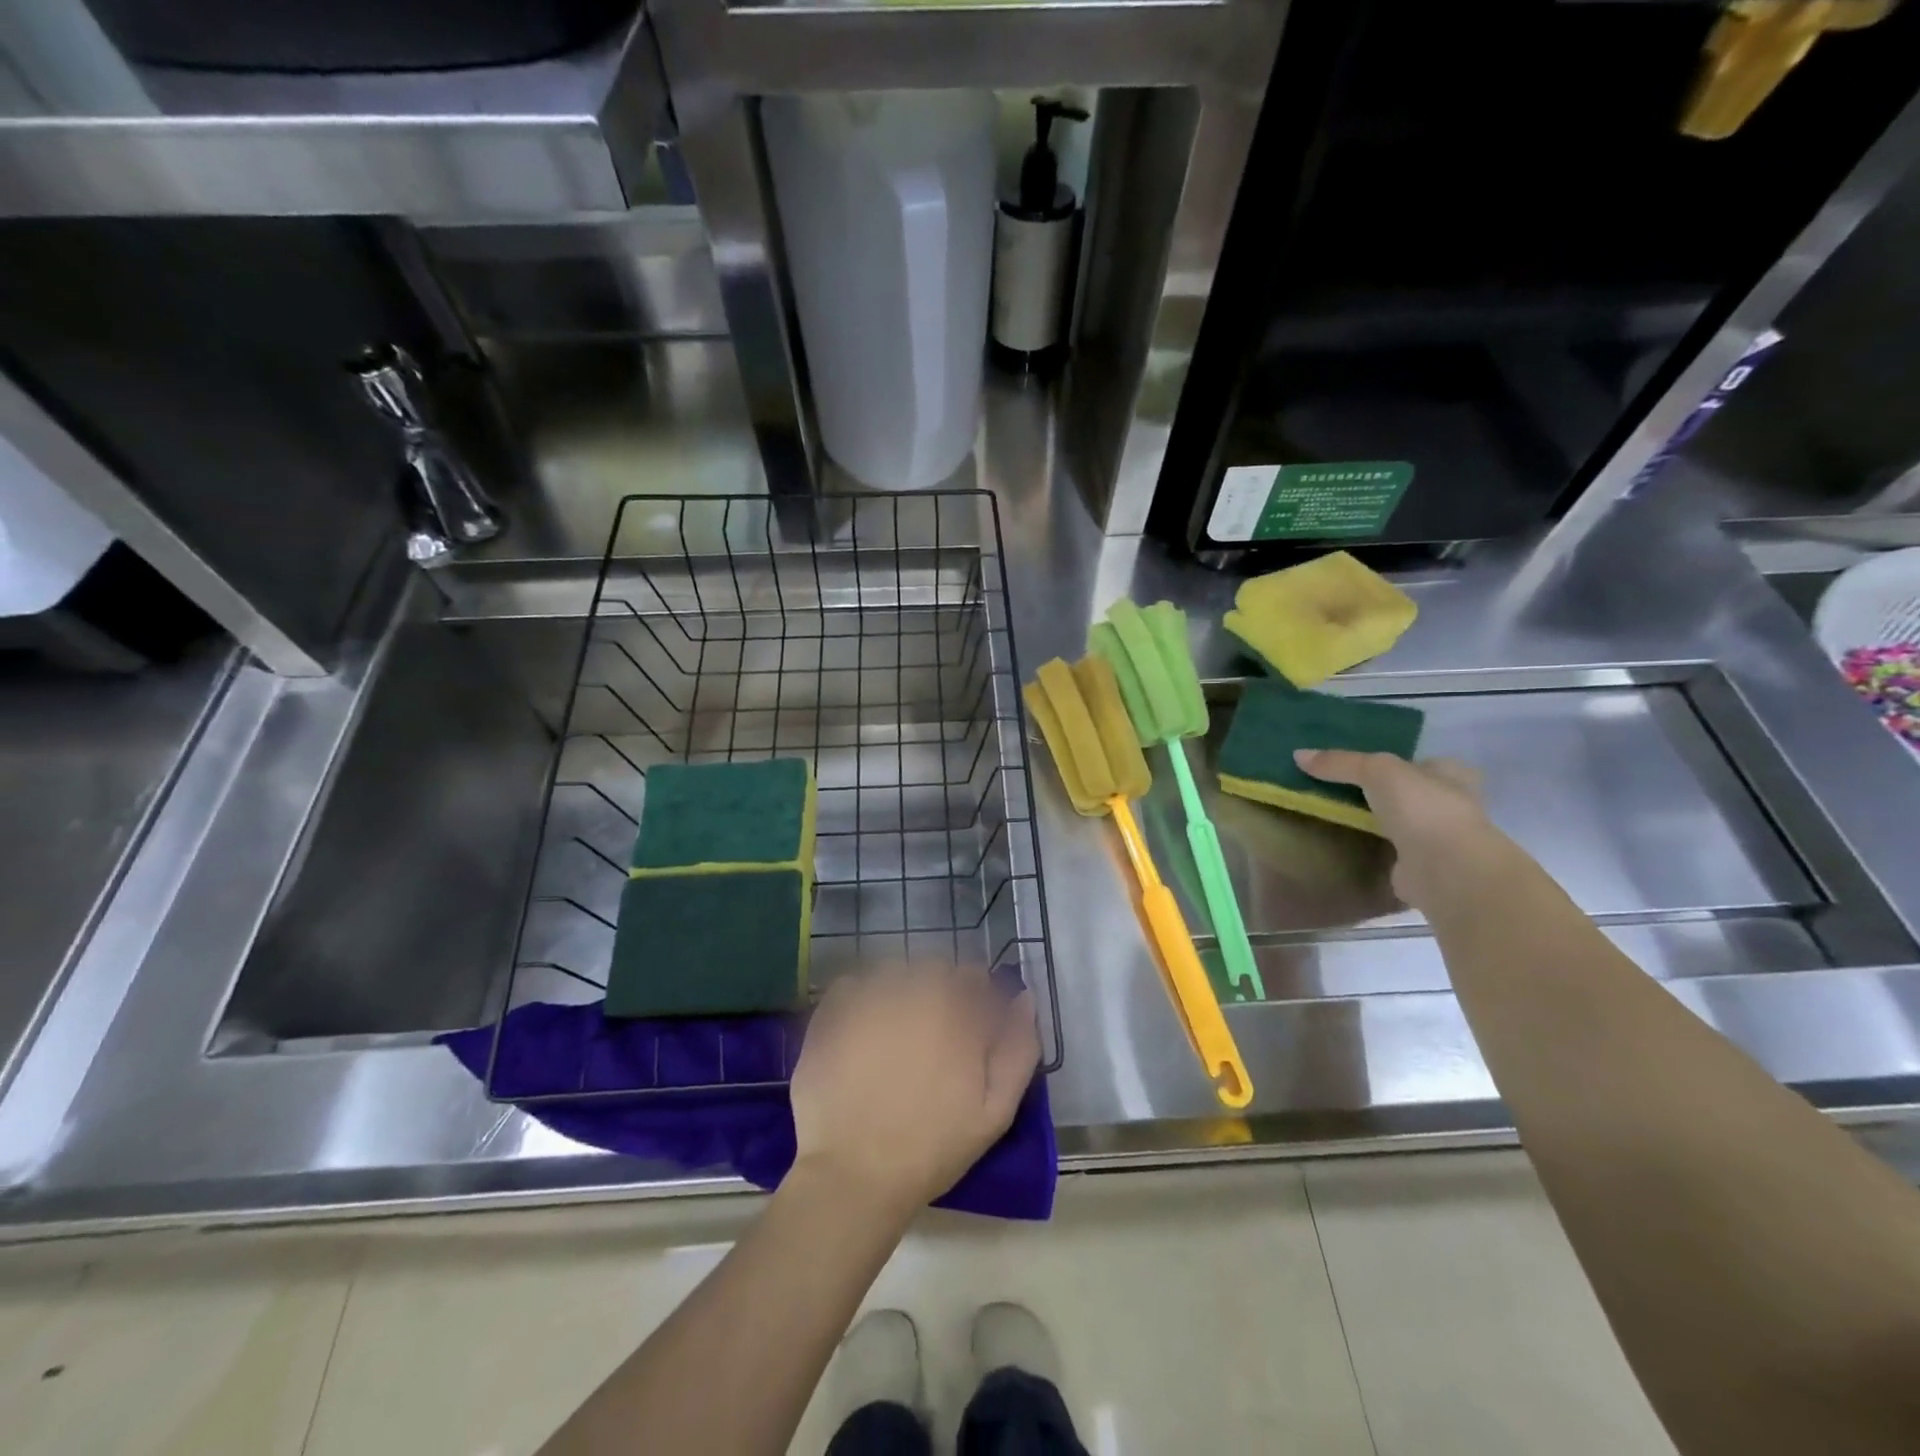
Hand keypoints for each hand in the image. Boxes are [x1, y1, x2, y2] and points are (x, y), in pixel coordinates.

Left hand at [790, 966, 1039, 1218]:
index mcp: (955, 1010)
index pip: (974, 977)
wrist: (855, 1174)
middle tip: (932, 1035)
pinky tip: (862, 1032)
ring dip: (901, 990)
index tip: (969, 1028)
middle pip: (934, 969)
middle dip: (939, 991)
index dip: (975, 999)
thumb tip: (1024, 999)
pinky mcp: (832, 1011)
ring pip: (894, 971)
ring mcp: (868, 997)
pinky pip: (853, 985)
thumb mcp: (995, 1110)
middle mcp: (913, 991)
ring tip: (896, 1032)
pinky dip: (861, 998)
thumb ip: (1018, 1048)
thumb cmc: (932, 1147)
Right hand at [1293, 749, 1498, 909]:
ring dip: (1379, 820)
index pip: (1423, 762)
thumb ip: (1340, 762)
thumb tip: (1298, 755)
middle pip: (1410, 792)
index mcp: (1452, 774)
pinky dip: (1376, 846)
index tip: (1363, 765)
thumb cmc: (1421, 807)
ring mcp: (1439, 837)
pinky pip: (1392, 848)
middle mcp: (1451, 804)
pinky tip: (1351, 841)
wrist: (1444, 868)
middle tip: (1342, 787)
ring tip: (1339, 813)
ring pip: (1402, 821)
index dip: (1396, 762)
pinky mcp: (1422, 865)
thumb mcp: (1376, 770)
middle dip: (1383, 791)